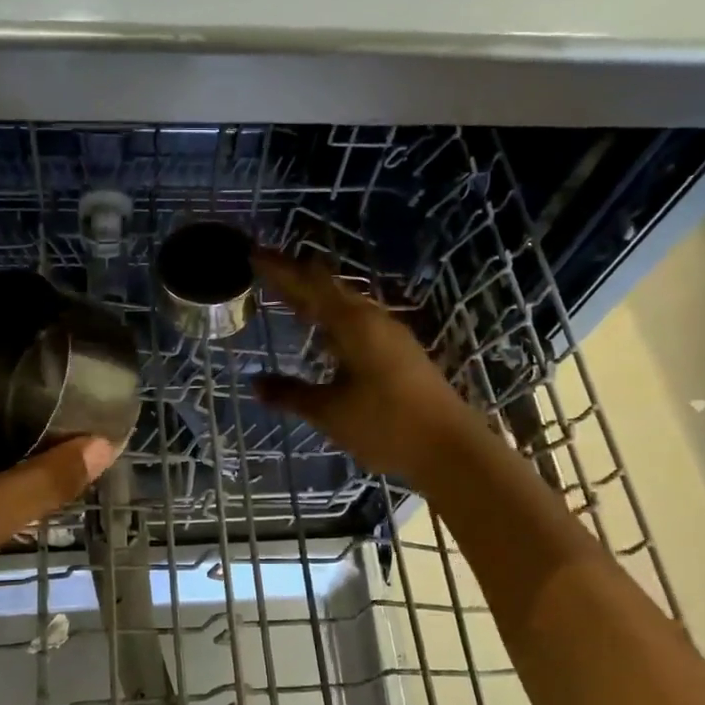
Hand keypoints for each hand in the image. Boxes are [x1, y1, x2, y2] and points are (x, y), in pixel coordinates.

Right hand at [252, 248, 485, 486]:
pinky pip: (357, 323)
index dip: (280, 269)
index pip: (309, 284)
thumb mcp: (330, 413)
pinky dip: (332, 320)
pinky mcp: (400, 353)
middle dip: (296, 280)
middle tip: (265, 271)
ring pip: (345, 306)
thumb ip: (291, 394)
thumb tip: (256, 383)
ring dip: (316, 300)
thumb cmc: (386, 425)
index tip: (254, 254)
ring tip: (289, 299)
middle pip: (328, 289)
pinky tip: (325, 336)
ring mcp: (390, 336)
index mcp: (354, 324)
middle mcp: (373, 320)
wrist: (450, 450)